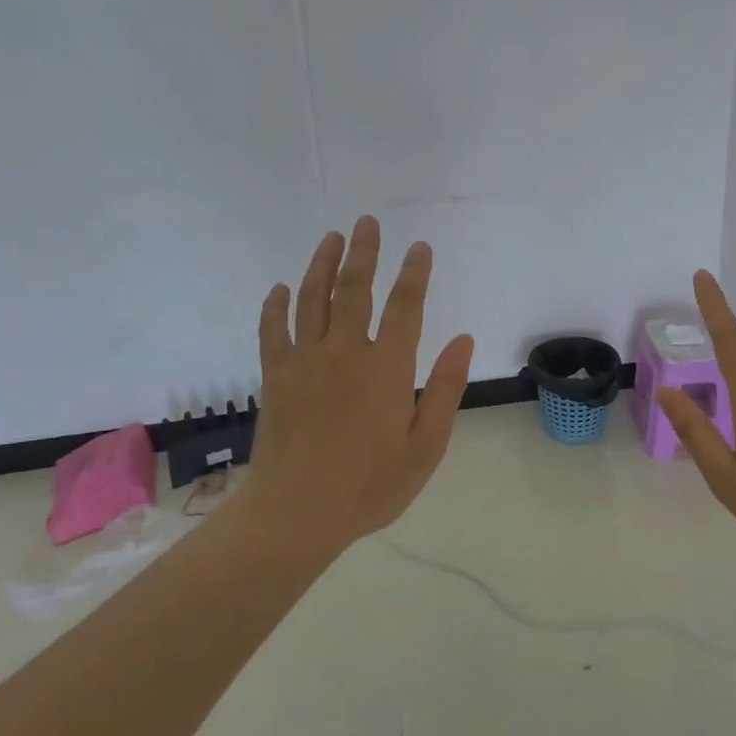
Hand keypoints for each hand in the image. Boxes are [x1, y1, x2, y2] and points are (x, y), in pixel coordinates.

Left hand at [238, 217, 475, 551]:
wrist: (296, 514)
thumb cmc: (369, 486)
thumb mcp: (425, 446)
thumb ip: (444, 389)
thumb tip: (463, 340)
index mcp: (386, 369)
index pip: (405, 307)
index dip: (414, 273)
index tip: (420, 248)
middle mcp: (344, 353)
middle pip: (354, 290)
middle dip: (364, 253)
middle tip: (367, 222)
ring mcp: (304, 362)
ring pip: (312, 300)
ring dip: (322, 265)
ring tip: (331, 237)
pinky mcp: (276, 377)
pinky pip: (273, 330)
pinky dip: (275, 306)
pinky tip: (279, 289)